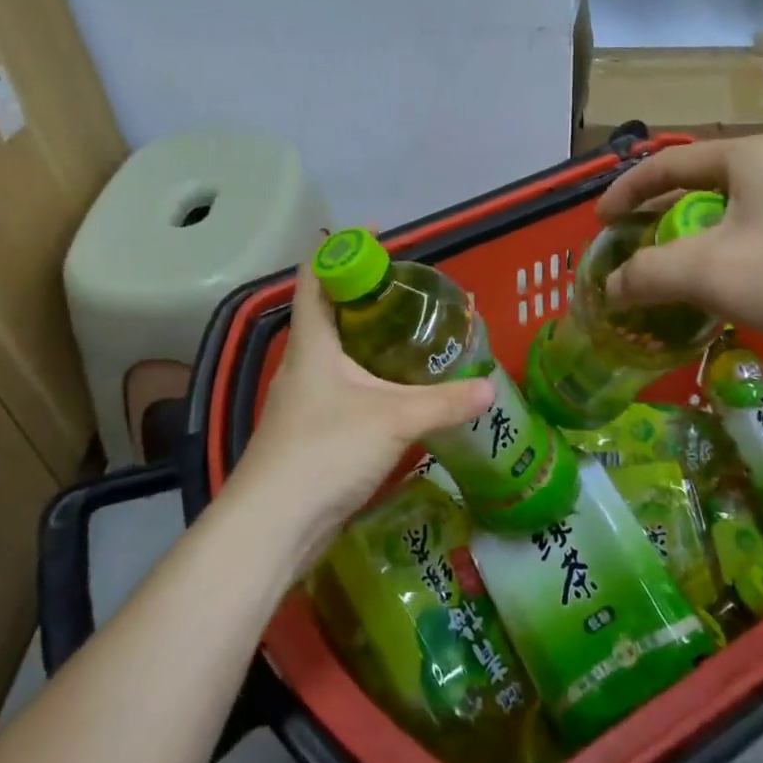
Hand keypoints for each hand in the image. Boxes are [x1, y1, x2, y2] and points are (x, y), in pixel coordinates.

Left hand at [235, 264, 493, 559]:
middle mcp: (303, 363)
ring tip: (411, 336)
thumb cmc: (325, 451)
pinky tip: (397, 393)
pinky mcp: (310, 431)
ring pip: (336, 353)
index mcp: (313, 343)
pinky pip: (342, 388)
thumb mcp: (394, 420)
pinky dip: (368, 378)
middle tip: (411, 291)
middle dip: (366, 295)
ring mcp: (303, 399)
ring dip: (367, 339)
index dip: (342, 248)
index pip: (316, 275)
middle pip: (329, 312)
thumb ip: (444, 402)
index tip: (380, 237)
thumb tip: (490, 388)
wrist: (272, 525)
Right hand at [597, 135, 762, 360]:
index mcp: (747, 158)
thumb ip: (648, 274)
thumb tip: (610, 287)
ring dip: (692, 246)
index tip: (599, 223)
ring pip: (728, 219)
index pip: (667, 164)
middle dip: (658, 222)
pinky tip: (724, 294)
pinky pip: (757, 241)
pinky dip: (727, 261)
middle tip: (632, 253)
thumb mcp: (709, 272)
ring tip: (671, 278)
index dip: (625, 191)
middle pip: (697, 190)